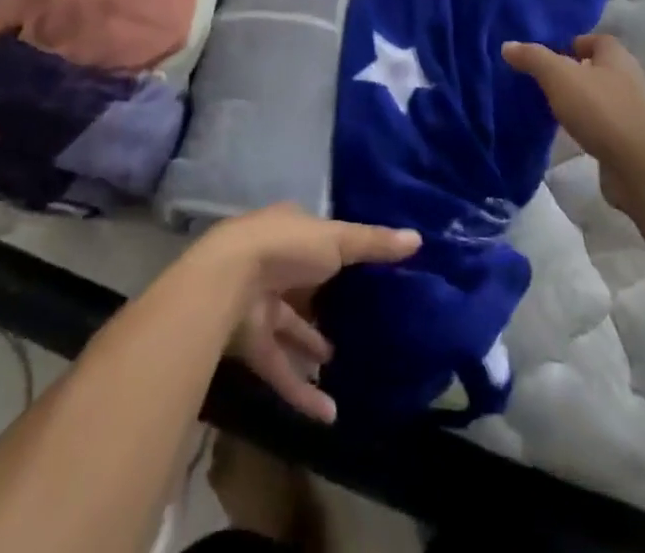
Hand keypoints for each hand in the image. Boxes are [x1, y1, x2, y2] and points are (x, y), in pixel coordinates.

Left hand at [196, 204, 419, 422]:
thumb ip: (373, 244)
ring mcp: (258, 302)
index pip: (316, 239)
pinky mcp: (250, 342)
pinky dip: (302, 390)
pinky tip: (330, 414)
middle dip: (325, 303)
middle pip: (303, 284)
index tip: (363, 270)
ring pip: (290, 328)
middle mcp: (272, 262)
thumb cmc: (285, 248)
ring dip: (313, 347)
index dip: (337, 251)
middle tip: (358, 321)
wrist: (227, 282)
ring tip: (343, 362)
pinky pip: (280, 368)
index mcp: (288, 229)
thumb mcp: (336, 239)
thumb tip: (417, 238)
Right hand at [502, 34, 644, 213]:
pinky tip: (570, 133)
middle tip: (542, 81)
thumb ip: (533, 58)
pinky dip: (588, 126)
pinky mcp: (631, 140)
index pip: (595, 40)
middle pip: (597, 68)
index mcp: (617, 57)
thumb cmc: (600, 110)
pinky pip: (604, 124)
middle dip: (572, 73)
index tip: (547, 56)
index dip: (572, 44)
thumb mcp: (558, 76)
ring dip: (579, 101)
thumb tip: (508, 45)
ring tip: (551, 107)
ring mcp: (633, 111)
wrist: (640, 167)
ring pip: (600, 97)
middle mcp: (629, 79)